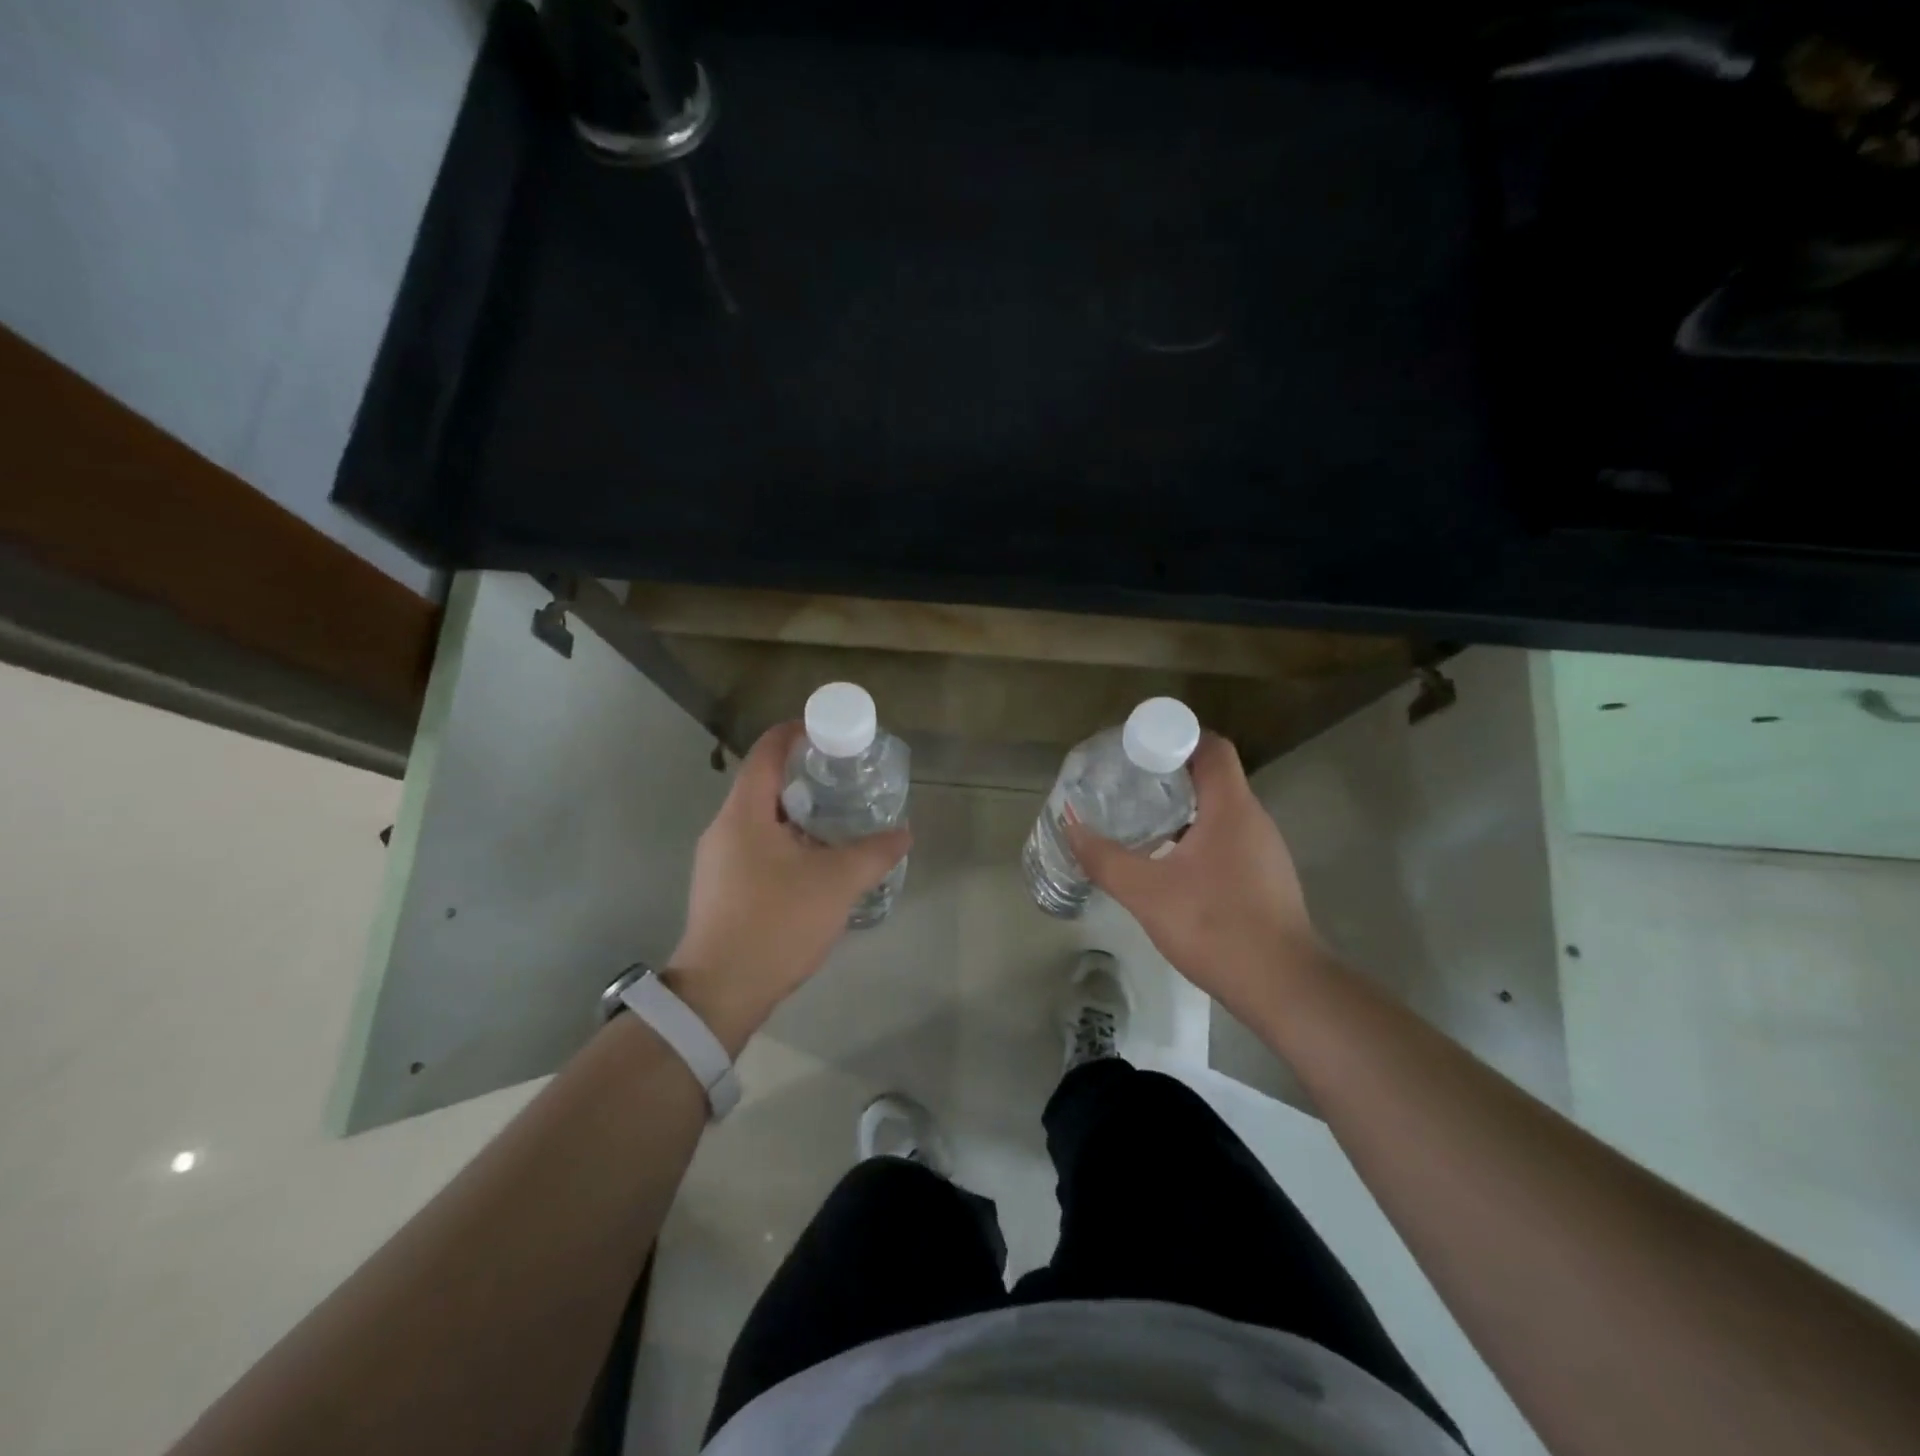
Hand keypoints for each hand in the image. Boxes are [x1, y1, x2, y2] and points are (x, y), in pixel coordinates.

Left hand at [666, 722, 911, 1053]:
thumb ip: (874, 853)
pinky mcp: (721, 888)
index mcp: (744, 813)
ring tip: (839, 819)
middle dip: (806, 776)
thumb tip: (904, 833)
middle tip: (846, 779)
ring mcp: (718, 860)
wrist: (721, 992)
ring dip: (798, 813)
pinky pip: (756, 847)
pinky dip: (787, 842)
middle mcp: (724, 828)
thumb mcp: (837, 884)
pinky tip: (816, 863)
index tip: (832, 732)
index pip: (768, 751)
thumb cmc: (777, 923)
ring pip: (762, 819)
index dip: (798, 732)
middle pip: (764, 783)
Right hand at [1065, 733, 1326, 1017]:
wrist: (1283, 987)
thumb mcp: (1147, 892)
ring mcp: (1265, 850)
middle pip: (1213, 777)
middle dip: (1169, 775)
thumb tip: (1070, 825)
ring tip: (1141, 822)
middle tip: (1128, 786)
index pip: (1211, 747)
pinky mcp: (1266, 878)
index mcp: (1231, 807)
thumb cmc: (1215, 926)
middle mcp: (1254, 819)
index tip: (1138, 751)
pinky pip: (1228, 840)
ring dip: (1183, 809)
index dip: (1176, 738)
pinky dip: (1197, 838)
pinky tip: (1170, 865)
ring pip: (1220, 811)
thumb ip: (1105, 858)